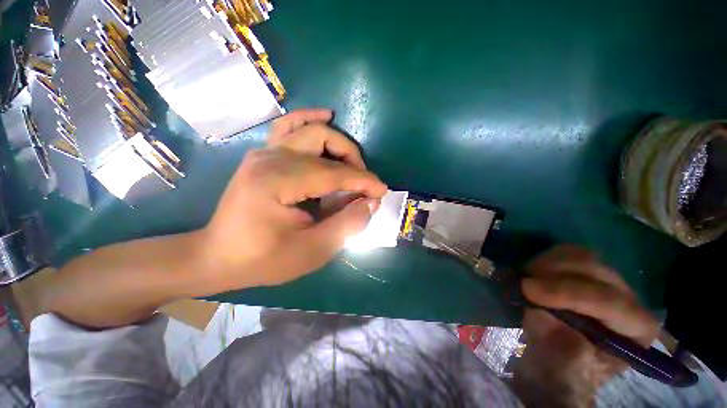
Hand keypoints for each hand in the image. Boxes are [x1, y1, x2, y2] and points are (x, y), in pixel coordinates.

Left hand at [200, 109, 386, 287]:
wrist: (219, 256)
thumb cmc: (263, 259)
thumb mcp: (311, 252)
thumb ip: (345, 225)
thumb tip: (370, 203)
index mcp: (277, 181)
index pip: (333, 173)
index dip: (363, 182)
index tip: (382, 192)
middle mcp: (270, 158)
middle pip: (324, 141)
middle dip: (353, 161)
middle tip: (364, 185)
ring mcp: (264, 152)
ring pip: (310, 129)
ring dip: (338, 143)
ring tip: (354, 163)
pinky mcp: (263, 155)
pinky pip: (289, 126)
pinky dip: (310, 119)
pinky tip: (326, 116)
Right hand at [512, 246, 659, 407]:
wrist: (554, 363)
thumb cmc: (562, 373)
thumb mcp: (562, 368)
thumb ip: (560, 342)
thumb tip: (542, 311)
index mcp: (636, 331)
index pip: (610, 302)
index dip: (568, 293)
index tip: (527, 289)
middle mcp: (628, 301)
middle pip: (597, 271)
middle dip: (555, 272)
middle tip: (522, 281)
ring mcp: (606, 284)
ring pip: (581, 256)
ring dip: (547, 263)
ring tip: (524, 277)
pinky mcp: (583, 275)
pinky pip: (565, 255)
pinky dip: (543, 259)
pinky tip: (529, 272)